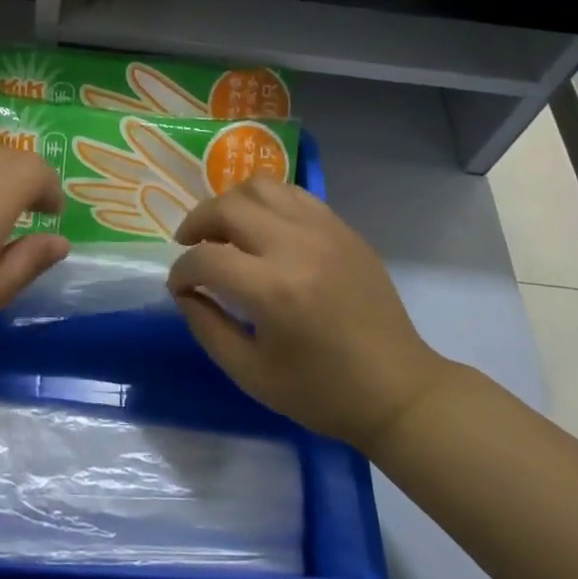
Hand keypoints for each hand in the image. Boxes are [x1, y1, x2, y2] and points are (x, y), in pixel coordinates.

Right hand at [168, 177, 458, 452]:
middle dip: (196, 224)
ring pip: (260, 186)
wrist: (398, 389)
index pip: (206, 259)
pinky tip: (261, 229)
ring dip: (230, 203)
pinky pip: (292, 194)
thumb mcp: (251, 374)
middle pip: (227, 207)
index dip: (181, 272)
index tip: (179, 287)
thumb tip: (184, 291)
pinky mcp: (342, 228)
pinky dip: (265, 202)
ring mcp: (323, 230)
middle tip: (190, 246)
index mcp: (273, 290)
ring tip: (224, 229)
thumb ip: (207, 328)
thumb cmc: (322, 392)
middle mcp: (296, 246)